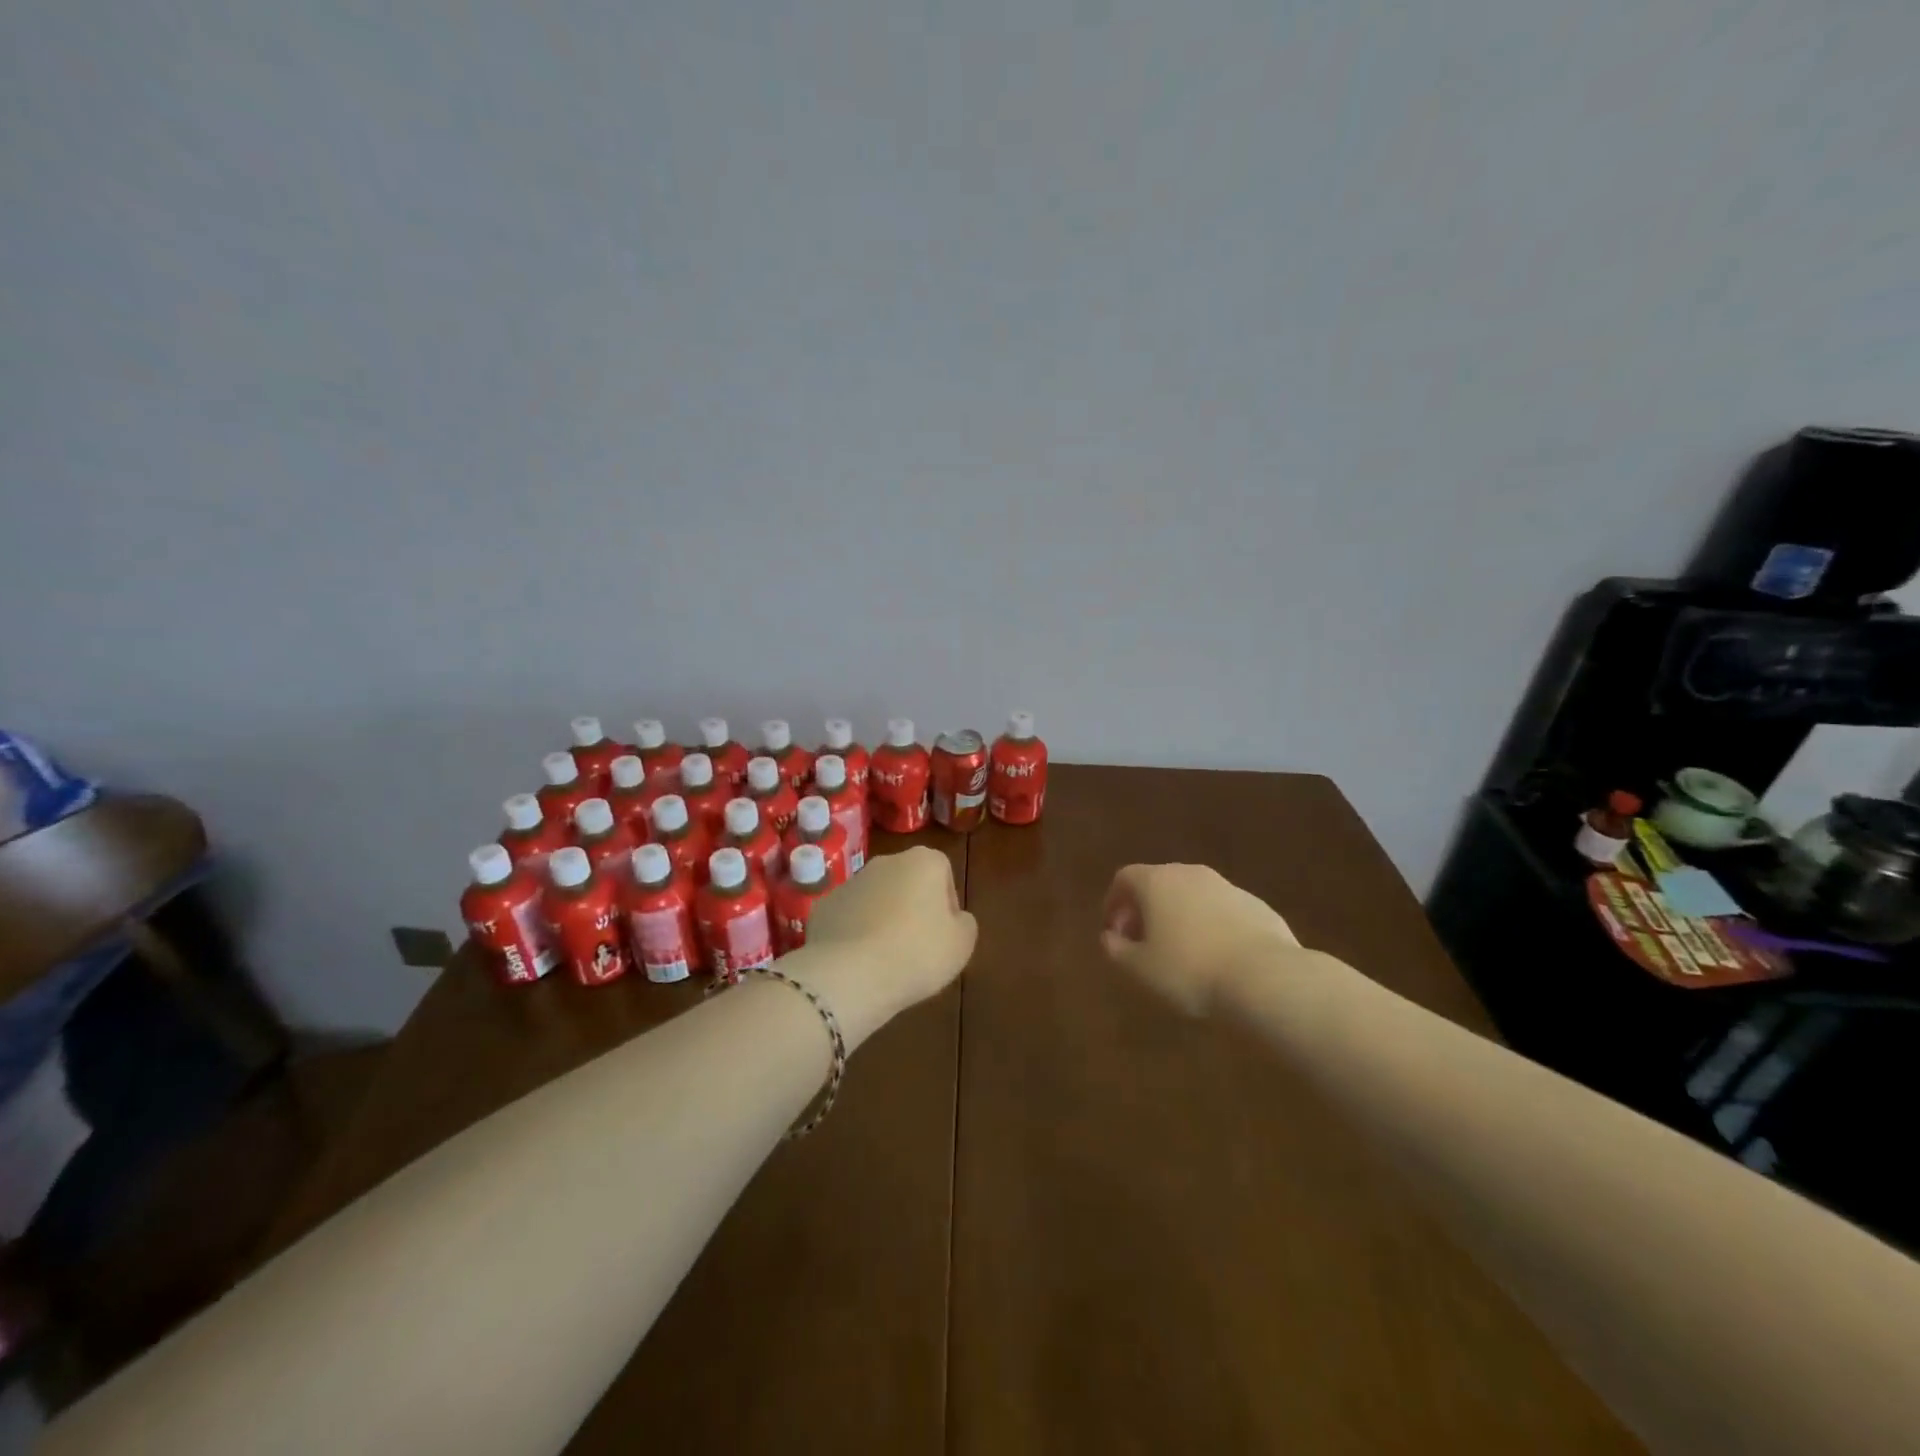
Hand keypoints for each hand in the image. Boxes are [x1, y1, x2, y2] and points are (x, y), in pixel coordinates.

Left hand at [788, 847, 977, 1044]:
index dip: (947, 904)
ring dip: (883, 919)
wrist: (850, 974)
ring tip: (887, 958)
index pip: (943, 873)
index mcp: (924, 861)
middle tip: (918, 946)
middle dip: (913, 907)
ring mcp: (850, 882)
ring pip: (876, 898)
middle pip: (907, 882)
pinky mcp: (824, 906)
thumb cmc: (917, 953)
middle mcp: (886, 862)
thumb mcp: (962, 944)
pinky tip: (859, 961)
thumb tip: (954, 918)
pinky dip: (855, 933)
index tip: (944, 933)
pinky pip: (849, 917)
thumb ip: (964, 923)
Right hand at [1101, 863, 1302, 1014]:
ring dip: (1179, 917)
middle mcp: (1190, 873)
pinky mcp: (1257, 905)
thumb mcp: (1140, 969)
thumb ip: (1116, 949)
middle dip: (1145, 910)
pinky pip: (1221, 910)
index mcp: (1157, 881)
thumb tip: (1109, 937)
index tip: (1114, 932)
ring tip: (1180, 953)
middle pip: (1158, 883)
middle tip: (1143, 942)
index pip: (1124, 878)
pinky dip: (1210, 926)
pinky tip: (1216, 957)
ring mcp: (1227, 886)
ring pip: (1192, 895)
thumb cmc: (1189, 970)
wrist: (1266, 977)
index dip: (1113, 903)